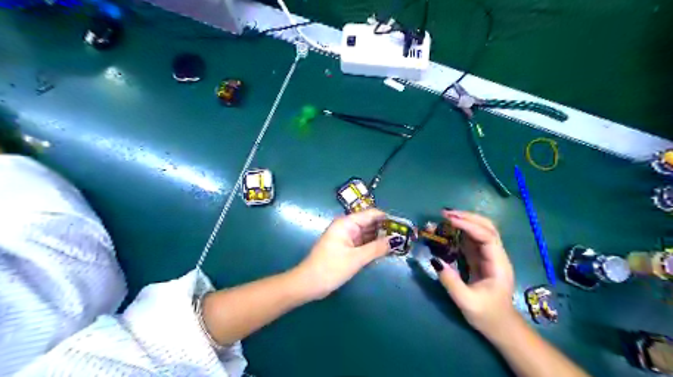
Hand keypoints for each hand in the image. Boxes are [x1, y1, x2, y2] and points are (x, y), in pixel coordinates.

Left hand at [295, 209, 395, 299]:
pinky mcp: (345, 248)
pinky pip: (362, 243)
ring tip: (399, 244)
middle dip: (385, 229)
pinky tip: (384, 251)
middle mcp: (346, 227)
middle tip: (404, 237)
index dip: (387, 218)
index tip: (403, 226)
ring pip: (367, 234)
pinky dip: (372, 246)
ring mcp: (346, 237)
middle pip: (370, 223)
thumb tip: (396, 240)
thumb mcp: (356, 258)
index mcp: (346, 223)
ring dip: (380, 238)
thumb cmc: (330, 268)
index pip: (371, 214)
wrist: (308, 284)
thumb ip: (377, 248)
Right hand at [431, 210, 516, 337]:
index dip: (469, 225)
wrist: (501, 327)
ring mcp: (488, 256)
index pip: (487, 237)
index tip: (449, 220)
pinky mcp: (480, 259)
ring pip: (480, 231)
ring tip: (444, 218)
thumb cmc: (487, 315)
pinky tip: (447, 230)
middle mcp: (496, 255)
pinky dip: (460, 232)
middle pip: (487, 227)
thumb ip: (451, 281)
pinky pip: (471, 240)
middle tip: (445, 214)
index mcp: (498, 264)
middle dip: (467, 217)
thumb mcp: (466, 302)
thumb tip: (435, 261)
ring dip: (463, 221)